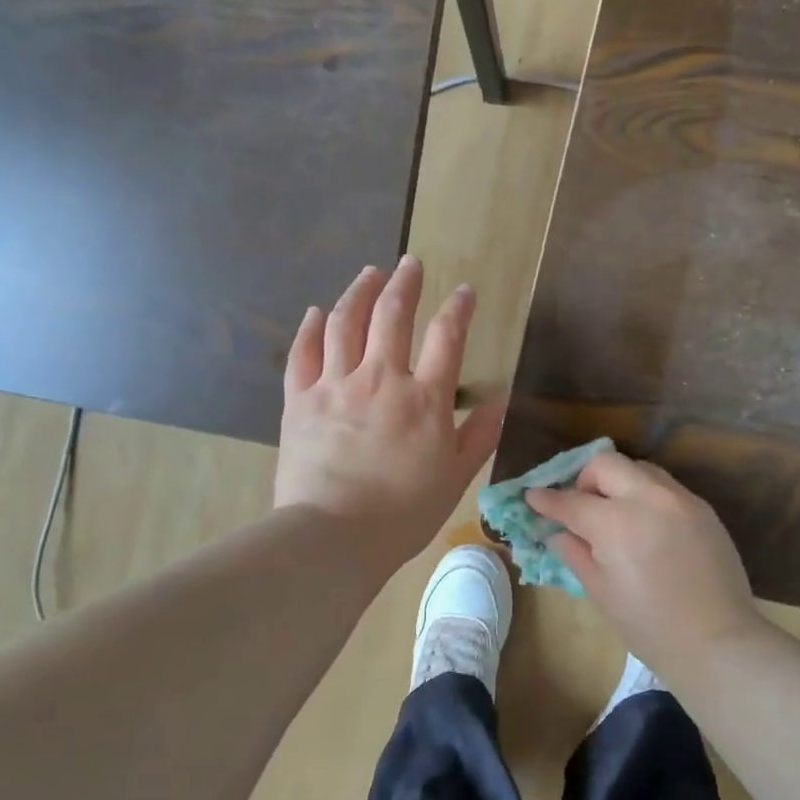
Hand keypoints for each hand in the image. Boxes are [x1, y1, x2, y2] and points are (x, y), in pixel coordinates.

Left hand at [275, 257, 503, 573]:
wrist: (333, 536)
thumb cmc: (403, 513)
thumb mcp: (456, 477)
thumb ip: (479, 435)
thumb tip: (500, 400)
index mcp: (424, 399)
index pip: (447, 337)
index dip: (458, 308)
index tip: (464, 290)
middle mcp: (380, 379)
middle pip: (393, 315)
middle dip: (405, 283)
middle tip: (410, 263)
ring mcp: (335, 385)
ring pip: (345, 322)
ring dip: (359, 292)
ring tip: (369, 273)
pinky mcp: (299, 400)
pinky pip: (303, 352)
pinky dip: (310, 328)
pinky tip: (317, 311)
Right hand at [524, 451, 764, 664]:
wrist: (716, 641)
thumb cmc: (648, 625)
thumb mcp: (600, 591)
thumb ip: (575, 552)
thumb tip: (556, 532)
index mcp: (616, 522)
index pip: (571, 500)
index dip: (546, 499)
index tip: (533, 497)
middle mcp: (648, 498)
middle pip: (605, 463)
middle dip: (584, 479)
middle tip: (581, 506)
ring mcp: (680, 499)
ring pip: (639, 468)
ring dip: (619, 482)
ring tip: (616, 513)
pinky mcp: (703, 508)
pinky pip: (666, 487)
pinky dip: (646, 495)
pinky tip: (647, 526)